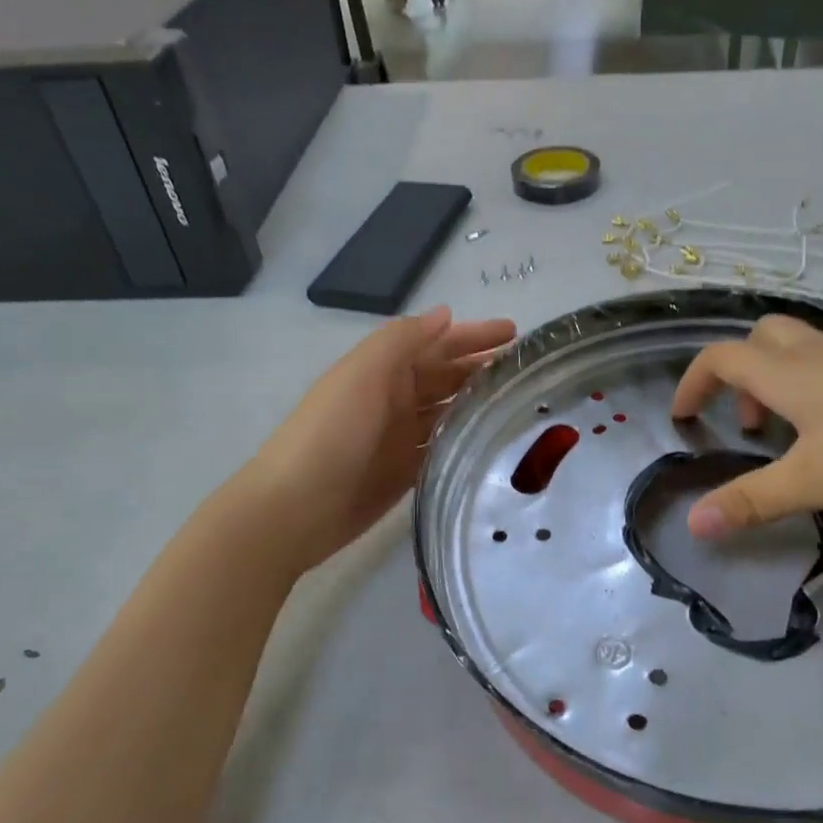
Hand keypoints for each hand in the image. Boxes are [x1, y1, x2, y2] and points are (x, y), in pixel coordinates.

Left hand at [238, 307, 515, 573]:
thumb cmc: (330, 433)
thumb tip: (445, 314)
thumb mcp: (362, 374)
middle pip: (447, 377)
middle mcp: (395, 399)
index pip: (437, 344)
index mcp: (384, 371)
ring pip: (449, 412)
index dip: (474, 336)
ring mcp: (401, 438)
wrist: (294, 508)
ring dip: (480, 403)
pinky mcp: (406, 473)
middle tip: (528, 370)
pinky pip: (443, 449)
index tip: (517, 333)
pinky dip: (466, 441)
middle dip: (483, 368)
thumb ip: (402, 341)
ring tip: (523, 402)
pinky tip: (495, 441)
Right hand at [670, 316, 822, 537]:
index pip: (720, 359)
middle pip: (762, 338)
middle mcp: (819, 353)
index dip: (693, 382)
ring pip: (805, 352)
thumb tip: (693, 525)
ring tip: (802, 436)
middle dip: (741, 373)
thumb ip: (754, 500)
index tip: (683, 414)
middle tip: (750, 421)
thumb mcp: (815, 479)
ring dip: (785, 384)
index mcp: (786, 374)